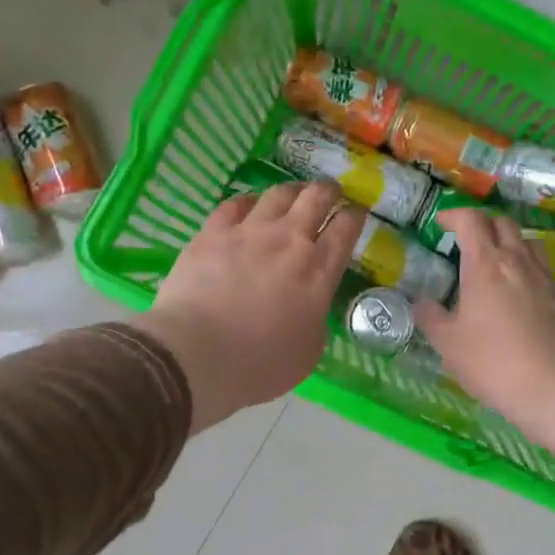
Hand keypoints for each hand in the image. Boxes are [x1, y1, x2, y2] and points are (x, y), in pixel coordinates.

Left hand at [140, 182, 364, 430]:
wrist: (197, 354)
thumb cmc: (259, 364)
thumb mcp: (309, 351)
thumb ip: (315, 318)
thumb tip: (310, 305)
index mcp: (319, 272)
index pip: (346, 230)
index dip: (355, 215)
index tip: (358, 211)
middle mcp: (289, 241)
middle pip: (316, 198)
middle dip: (329, 191)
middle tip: (331, 192)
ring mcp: (249, 232)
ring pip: (278, 193)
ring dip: (292, 190)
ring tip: (294, 193)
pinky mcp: (212, 232)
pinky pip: (235, 204)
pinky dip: (249, 201)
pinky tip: (249, 205)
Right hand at [416, 210, 554, 518]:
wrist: (550, 388)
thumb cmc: (491, 362)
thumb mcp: (448, 343)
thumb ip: (430, 317)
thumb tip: (422, 302)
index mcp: (485, 264)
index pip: (471, 220)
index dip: (454, 215)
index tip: (441, 223)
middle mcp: (516, 262)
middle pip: (503, 223)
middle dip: (482, 223)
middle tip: (466, 240)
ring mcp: (543, 278)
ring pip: (527, 242)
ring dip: (509, 241)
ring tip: (495, 260)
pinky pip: (541, 268)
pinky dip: (526, 266)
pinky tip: (518, 290)